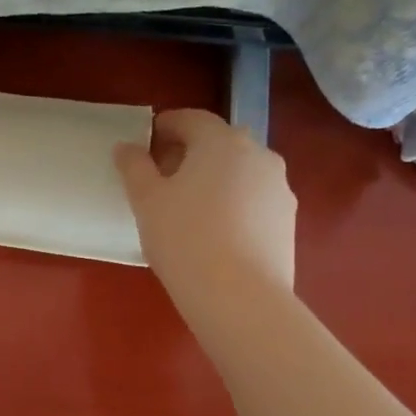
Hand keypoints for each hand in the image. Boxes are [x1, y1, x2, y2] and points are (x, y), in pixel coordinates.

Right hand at [115, 109, 296, 312]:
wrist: (239, 296)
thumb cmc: (184, 238)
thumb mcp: (146, 201)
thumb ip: (134, 167)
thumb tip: (127, 147)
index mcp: (222, 141)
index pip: (191, 119)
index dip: (166, 126)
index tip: (146, 142)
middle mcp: (258, 154)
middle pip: (219, 143)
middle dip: (191, 152)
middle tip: (163, 176)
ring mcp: (279, 188)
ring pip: (240, 172)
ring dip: (215, 179)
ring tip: (189, 208)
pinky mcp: (288, 220)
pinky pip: (254, 200)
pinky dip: (233, 204)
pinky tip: (215, 232)